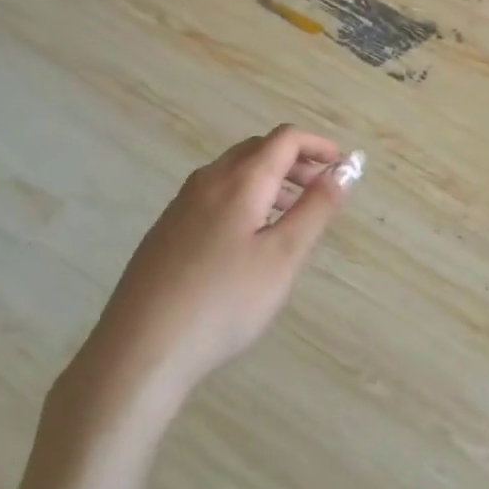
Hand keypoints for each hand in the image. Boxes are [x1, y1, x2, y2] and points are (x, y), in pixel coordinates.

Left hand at [60, 126, 358, 415]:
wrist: (141, 349)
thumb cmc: (224, 302)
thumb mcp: (283, 256)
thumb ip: (317, 207)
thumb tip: (347, 167)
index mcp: (239, 180)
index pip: (285, 139)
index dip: (318, 145)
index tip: (343, 165)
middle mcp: (207, 180)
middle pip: (257, 149)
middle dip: (295, 160)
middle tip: (321, 188)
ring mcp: (181, 205)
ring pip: (233, 173)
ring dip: (270, 179)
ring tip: (291, 214)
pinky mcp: (166, 231)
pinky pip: (214, 195)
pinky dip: (244, 198)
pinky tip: (248, 239)